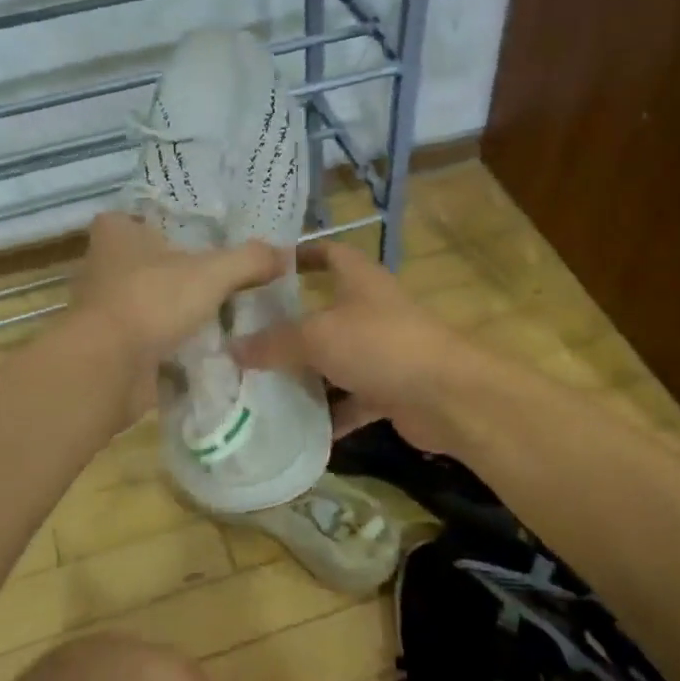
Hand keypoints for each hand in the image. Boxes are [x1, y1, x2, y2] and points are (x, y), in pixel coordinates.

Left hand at [70, 212, 282, 373]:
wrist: (107, 369)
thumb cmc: (152, 301)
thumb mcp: (212, 272)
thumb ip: (250, 259)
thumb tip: (285, 254)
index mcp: (118, 231)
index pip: (154, 215)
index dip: (186, 225)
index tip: (220, 237)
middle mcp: (106, 264)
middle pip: (159, 261)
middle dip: (191, 272)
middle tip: (236, 276)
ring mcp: (108, 307)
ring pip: (158, 300)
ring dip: (186, 310)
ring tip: (232, 313)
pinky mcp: (114, 344)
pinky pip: (155, 336)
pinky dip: (178, 342)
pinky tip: (213, 346)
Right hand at [230, 240, 485, 453]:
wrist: (447, 396)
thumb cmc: (380, 346)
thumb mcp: (317, 337)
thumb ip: (274, 342)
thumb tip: (232, 348)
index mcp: (360, 280)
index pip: (329, 253)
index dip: (300, 255)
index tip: (265, 268)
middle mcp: (373, 310)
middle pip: (326, 311)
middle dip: (291, 325)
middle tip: (248, 337)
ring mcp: (385, 351)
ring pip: (338, 359)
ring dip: (308, 373)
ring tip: (263, 385)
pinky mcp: (392, 389)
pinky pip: (353, 400)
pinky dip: (332, 413)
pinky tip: (300, 427)